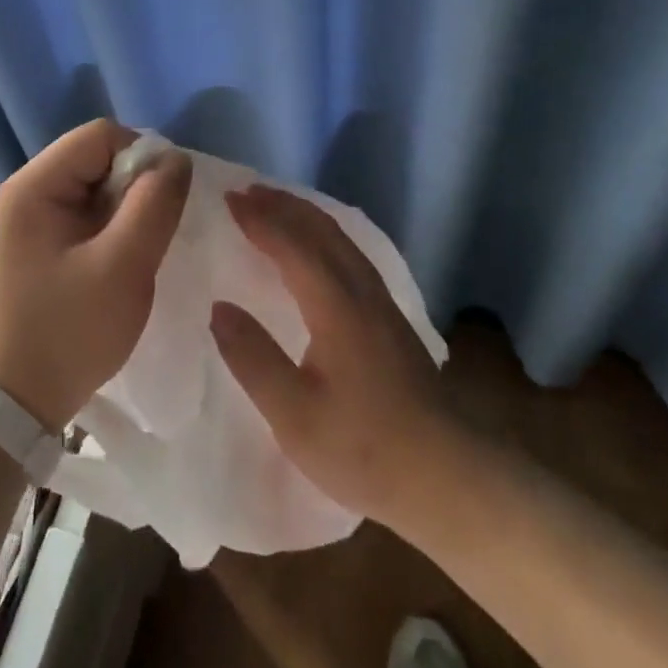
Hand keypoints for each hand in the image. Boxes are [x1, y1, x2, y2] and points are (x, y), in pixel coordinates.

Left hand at [0, 120, 191, 430]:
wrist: (22, 396)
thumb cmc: (70, 331)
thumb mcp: (122, 266)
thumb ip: (154, 204)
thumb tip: (177, 159)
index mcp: (36, 185)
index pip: (102, 135)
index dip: (141, 158)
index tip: (161, 204)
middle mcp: (32, 188)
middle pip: (101, 156)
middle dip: (136, 186)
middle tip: (150, 235)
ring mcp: (38, 214)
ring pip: (102, 183)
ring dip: (130, 208)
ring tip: (138, 251)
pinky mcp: (49, 238)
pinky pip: (94, 209)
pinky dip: (118, 225)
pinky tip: (125, 258)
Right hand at [210, 185, 458, 525]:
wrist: (448, 476)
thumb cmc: (364, 449)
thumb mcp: (294, 415)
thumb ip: (253, 357)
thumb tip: (218, 307)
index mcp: (336, 307)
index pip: (293, 245)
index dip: (260, 219)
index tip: (229, 198)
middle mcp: (361, 291)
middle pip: (321, 230)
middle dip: (282, 205)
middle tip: (245, 191)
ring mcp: (382, 303)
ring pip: (341, 239)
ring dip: (304, 215)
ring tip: (274, 206)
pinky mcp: (391, 318)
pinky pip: (350, 253)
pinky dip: (323, 234)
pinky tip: (316, 246)